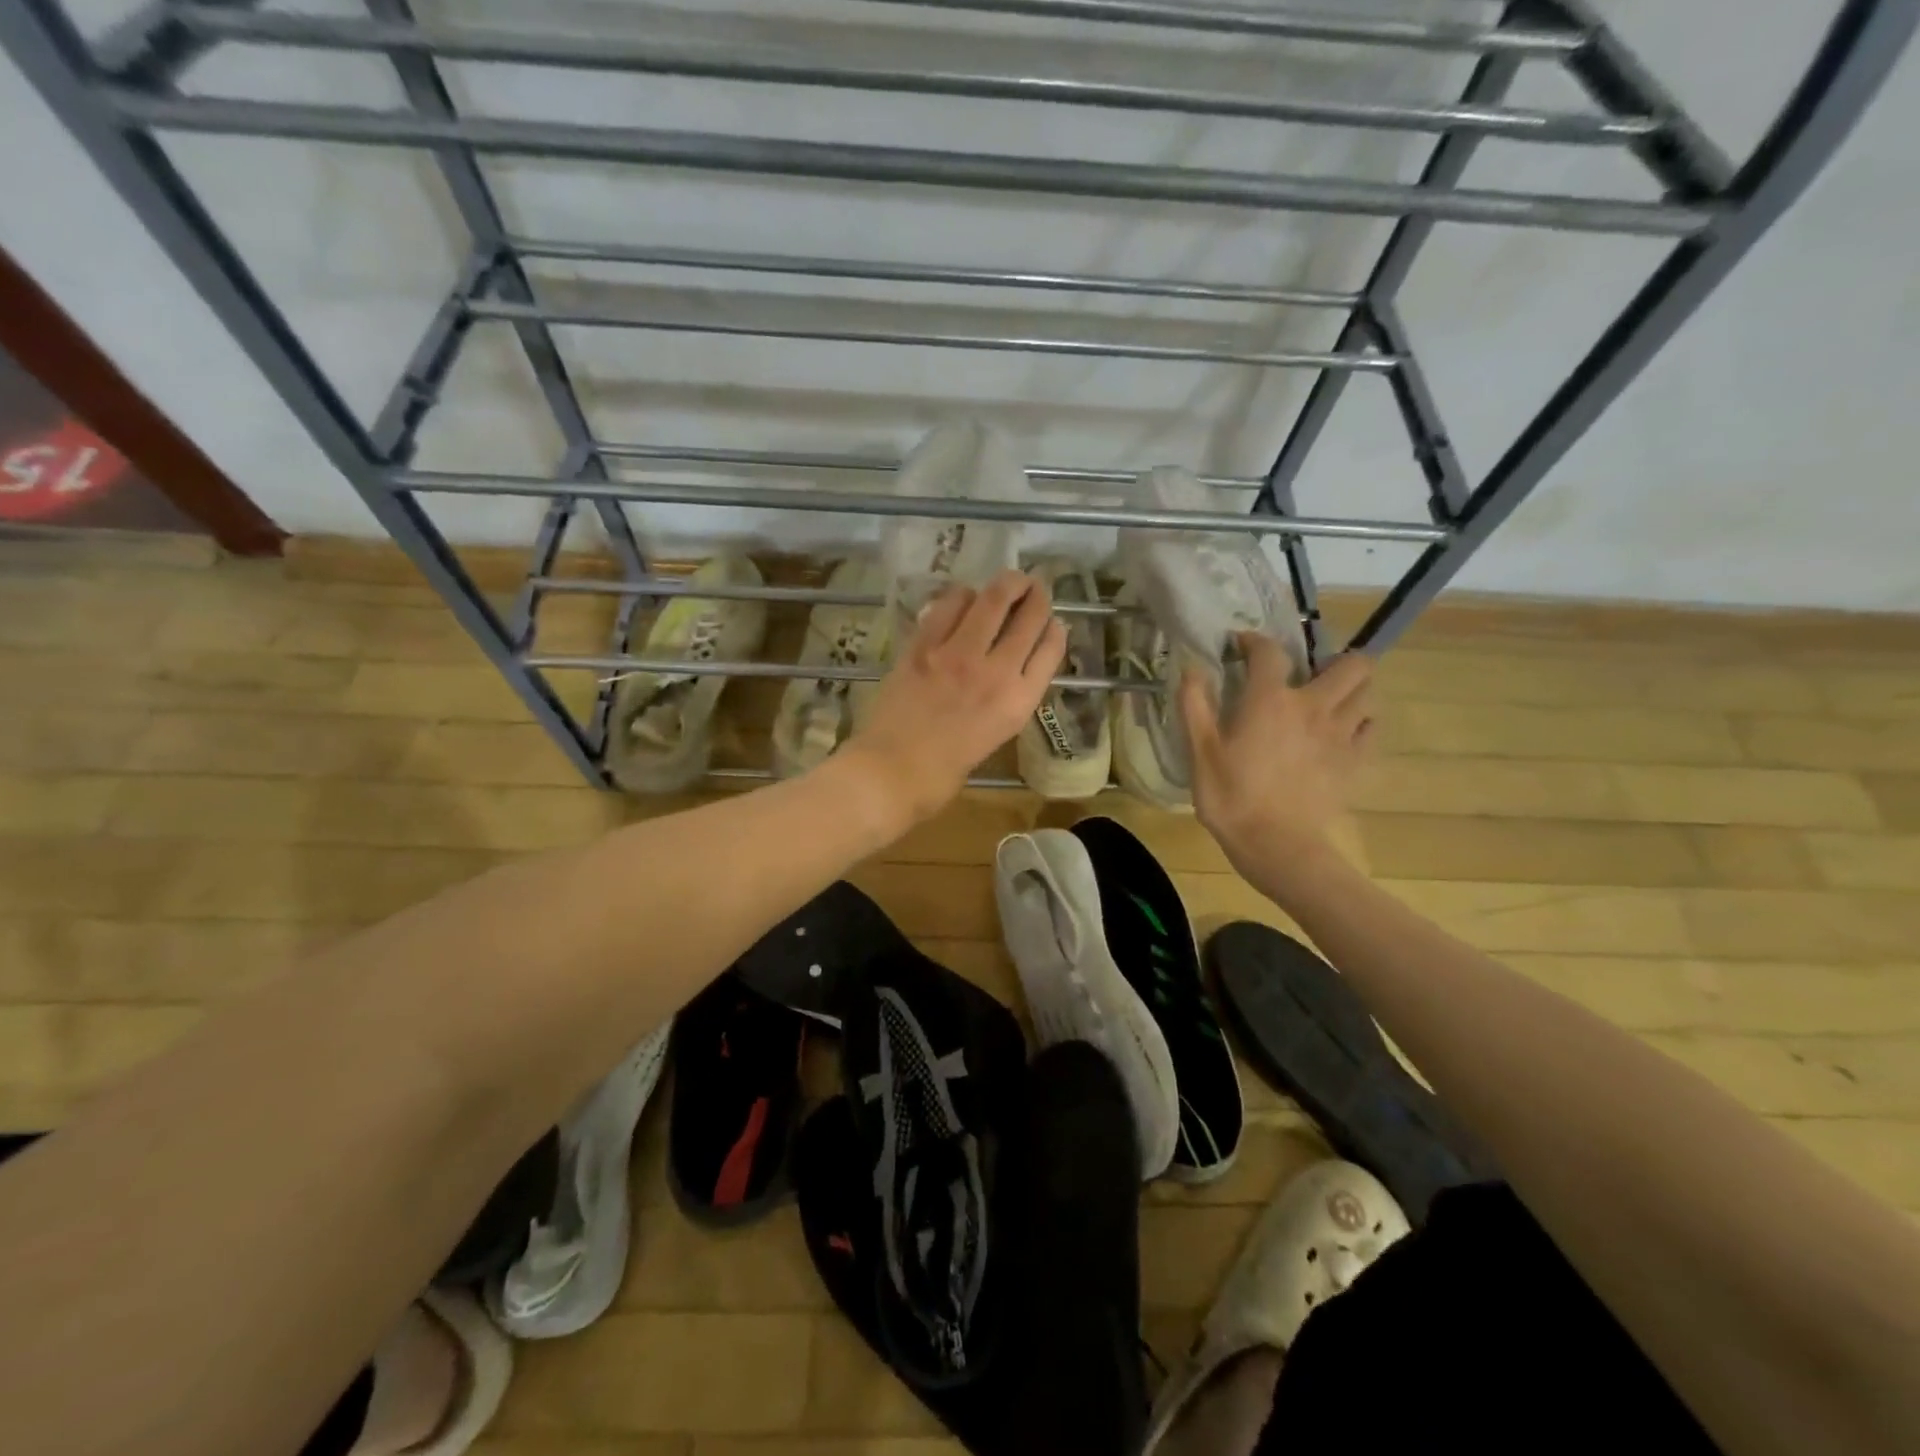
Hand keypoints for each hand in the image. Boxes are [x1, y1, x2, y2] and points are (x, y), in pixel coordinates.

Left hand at [843, 570, 1067, 825]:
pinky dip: (961, 596)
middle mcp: (996, 672)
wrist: (891, 774)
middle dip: (1036, 594)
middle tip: (1034, 584)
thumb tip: (1004, 670)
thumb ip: (1005, 701)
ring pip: (991, 599)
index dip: (1054, 627)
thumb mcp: (993, 738)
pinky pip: (948, 606)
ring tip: (1006, 580)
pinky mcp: (923, 645)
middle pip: (1028, 617)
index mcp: (1018, 702)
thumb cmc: (943, 774)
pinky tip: (963, 597)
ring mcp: (957, 654)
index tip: (1053, 619)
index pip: (1050, 649)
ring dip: (1004, 583)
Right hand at [1178, 635, 1374, 882]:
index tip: (1242, 646)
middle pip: (1351, 665)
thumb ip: (1195, 705)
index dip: (1255, 642)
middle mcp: (1313, 707)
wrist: (1276, 845)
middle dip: (1334, 660)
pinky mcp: (1354, 762)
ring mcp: (1341, 735)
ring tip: (1328, 702)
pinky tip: (1341, 734)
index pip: (1270, 651)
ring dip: (1350, 691)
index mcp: (1270, 700)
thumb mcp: (1200, 752)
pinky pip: (1370, 730)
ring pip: (1367, 694)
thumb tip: (1191, 668)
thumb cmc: (1231, 798)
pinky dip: (1360, 724)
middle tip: (1309, 675)